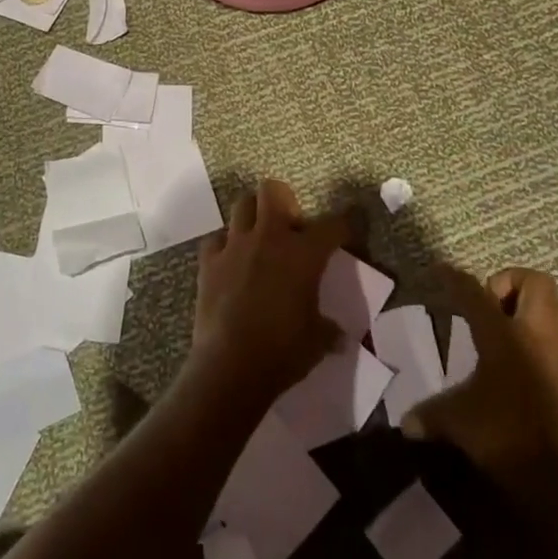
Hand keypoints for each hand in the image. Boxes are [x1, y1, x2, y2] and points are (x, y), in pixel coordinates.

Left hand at [190, 179, 343, 405]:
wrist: (230, 367)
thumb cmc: (283, 352)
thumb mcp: (317, 341)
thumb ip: (328, 330)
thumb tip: (339, 337)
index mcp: (303, 254)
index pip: (333, 225)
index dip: (345, 224)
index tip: (349, 227)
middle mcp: (269, 238)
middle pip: (273, 191)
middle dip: (284, 200)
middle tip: (289, 226)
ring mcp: (235, 246)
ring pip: (241, 205)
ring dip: (253, 217)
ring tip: (259, 239)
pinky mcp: (208, 261)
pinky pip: (216, 239)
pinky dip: (224, 246)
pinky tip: (230, 263)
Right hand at [405, 267, 557, 510]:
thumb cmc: (506, 440)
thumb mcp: (458, 424)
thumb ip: (431, 416)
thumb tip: (406, 424)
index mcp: (503, 336)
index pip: (474, 293)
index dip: (455, 278)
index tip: (443, 270)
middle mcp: (540, 337)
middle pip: (537, 283)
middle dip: (514, 283)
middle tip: (495, 305)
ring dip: (546, 312)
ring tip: (524, 330)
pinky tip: (545, 375)